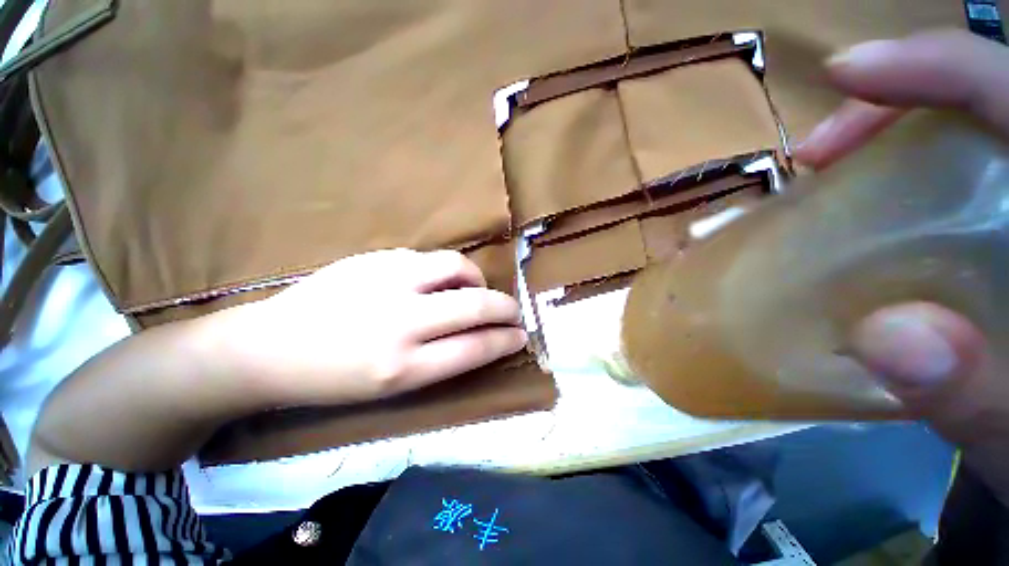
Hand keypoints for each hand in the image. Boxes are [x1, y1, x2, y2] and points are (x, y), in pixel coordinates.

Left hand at [218, 249, 526, 406]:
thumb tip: (483, 335)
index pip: (475, 348)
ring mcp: (388, 281)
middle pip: (476, 304)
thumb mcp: (393, 387)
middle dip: (506, 308)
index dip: (506, 340)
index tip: (521, 335)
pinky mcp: (377, 258)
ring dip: (477, 280)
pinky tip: (436, 282)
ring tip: (475, 289)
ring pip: (457, 267)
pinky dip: (446, 271)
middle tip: (514, 312)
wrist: (269, 348)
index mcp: (403, 366)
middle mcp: (400, 321)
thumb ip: (443, 359)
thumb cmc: (334, 379)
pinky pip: (429, 259)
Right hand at [795, 31, 1008, 502]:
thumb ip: (977, 394)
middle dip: (894, 112)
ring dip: (885, 151)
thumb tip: (889, 339)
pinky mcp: (998, 249)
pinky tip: (862, 221)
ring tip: (826, 178)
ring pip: (959, 147)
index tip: (847, 72)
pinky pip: (951, 194)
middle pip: (976, 106)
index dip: (934, 68)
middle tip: (822, 154)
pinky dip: (901, 194)